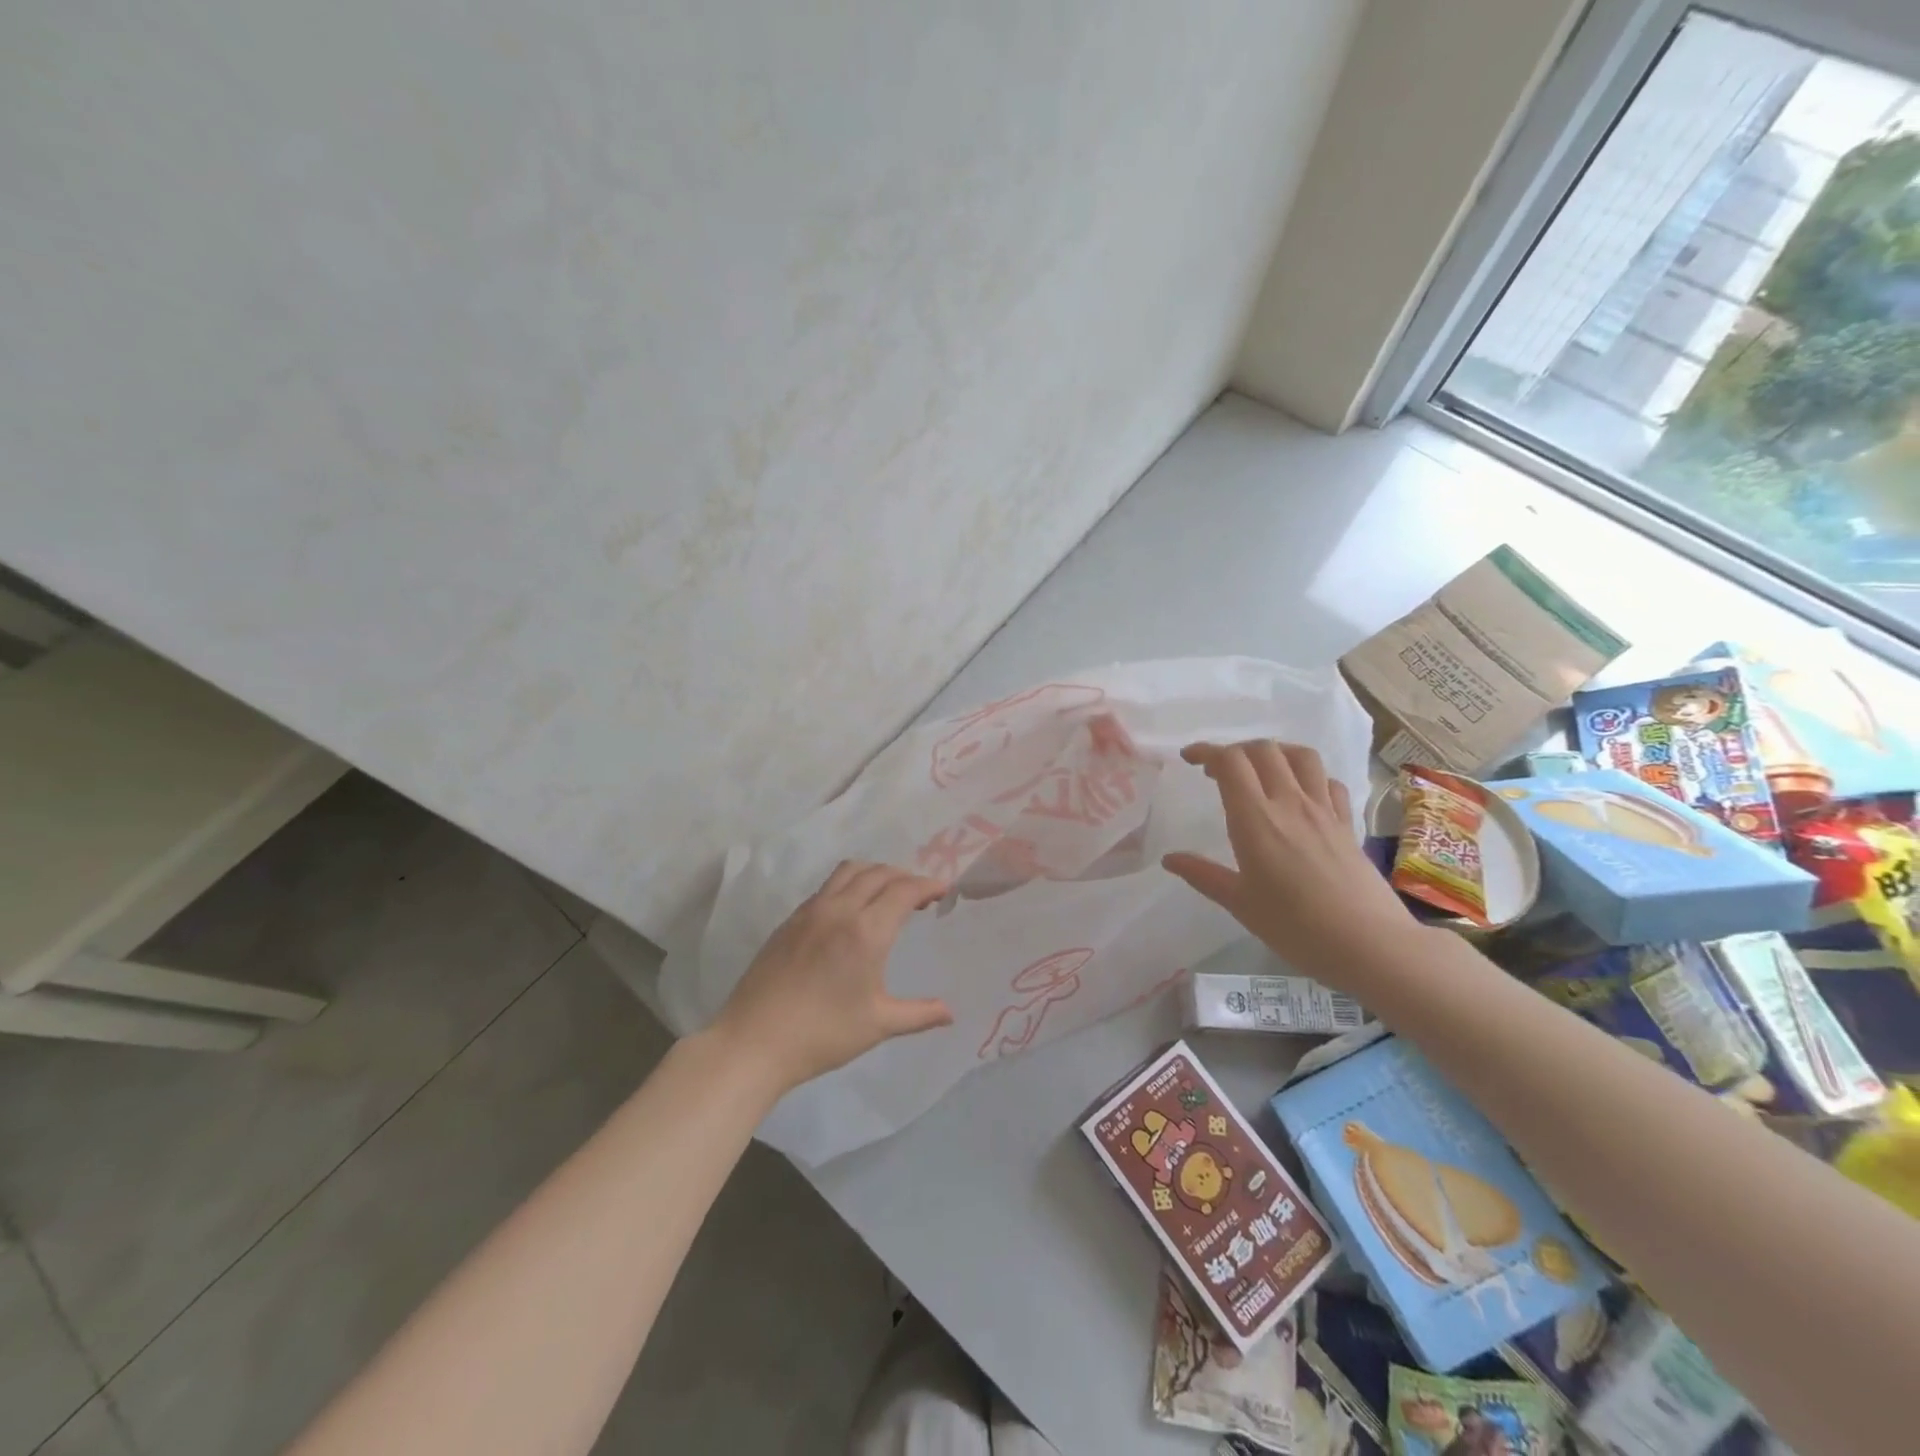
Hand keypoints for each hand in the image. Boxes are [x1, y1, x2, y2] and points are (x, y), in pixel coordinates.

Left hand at [711, 860, 954, 1093]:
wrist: (754, 1041)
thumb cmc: (823, 1034)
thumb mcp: (878, 1024)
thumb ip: (919, 1014)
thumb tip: (950, 1013)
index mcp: (866, 931)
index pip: (904, 890)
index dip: (928, 885)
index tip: (944, 890)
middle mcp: (840, 909)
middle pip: (879, 873)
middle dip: (905, 877)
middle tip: (920, 895)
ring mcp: (810, 911)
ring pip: (849, 871)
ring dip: (875, 873)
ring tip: (887, 894)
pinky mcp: (790, 920)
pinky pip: (827, 887)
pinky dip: (849, 884)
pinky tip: (851, 910)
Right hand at [1162, 740, 1425, 992]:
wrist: (1370, 945)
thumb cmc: (1295, 927)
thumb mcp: (1240, 904)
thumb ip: (1203, 875)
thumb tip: (1169, 859)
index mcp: (1255, 819)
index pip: (1230, 762)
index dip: (1206, 751)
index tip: (1189, 758)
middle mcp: (1289, 803)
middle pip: (1263, 750)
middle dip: (1236, 750)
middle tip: (1218, 771)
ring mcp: (1323, 811)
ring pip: (1301, 756)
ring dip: (1275, 753)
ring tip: (1260, 770)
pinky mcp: (1348, 824)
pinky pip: (1328, 782)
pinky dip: (1310, 776)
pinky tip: (1301, 794)